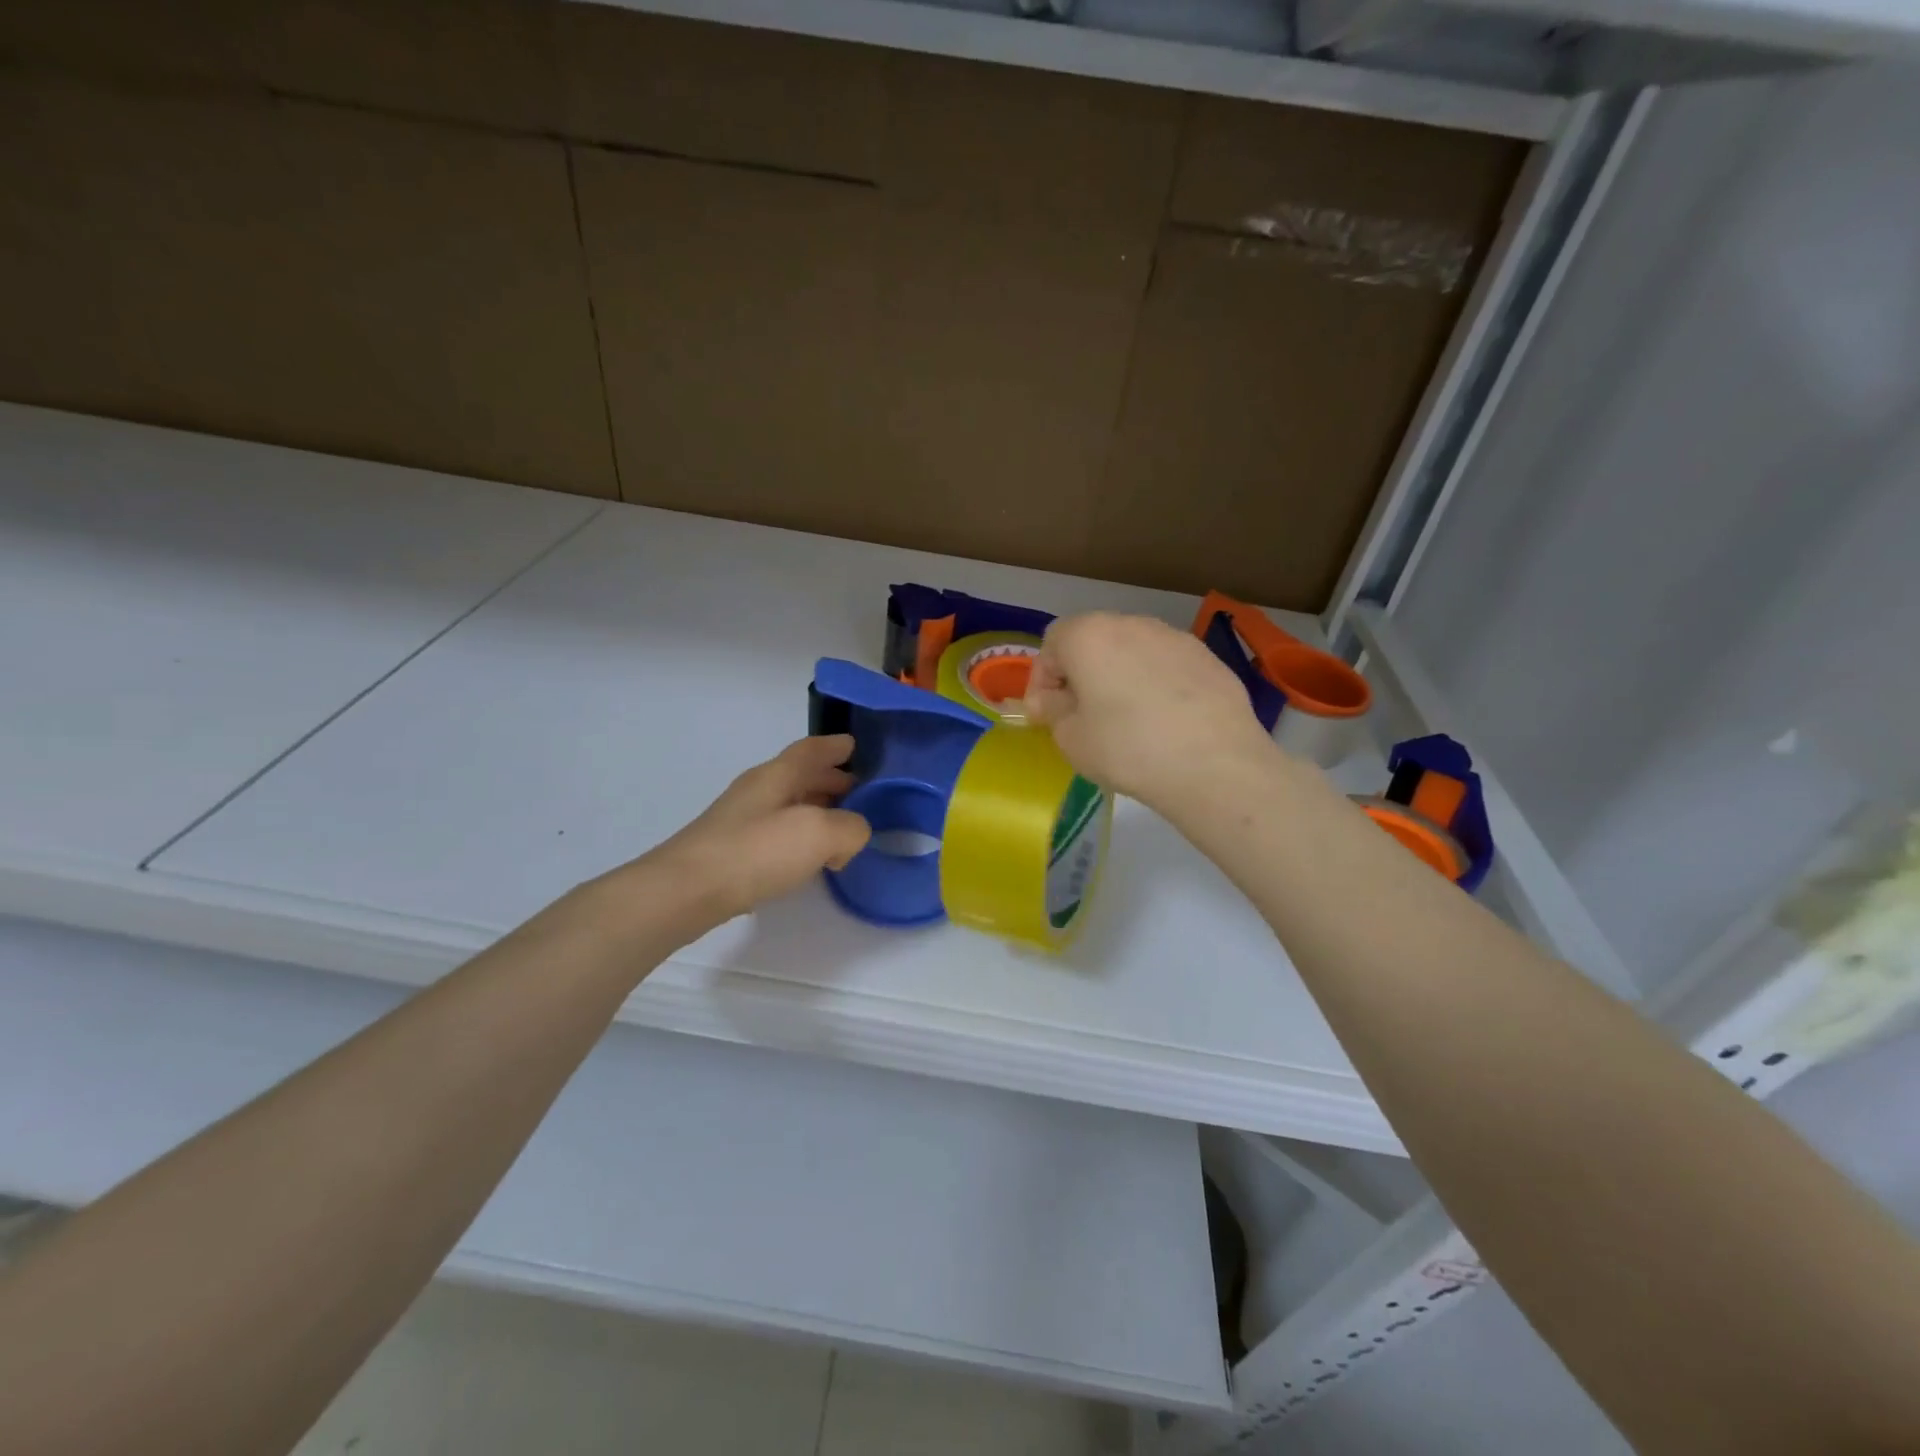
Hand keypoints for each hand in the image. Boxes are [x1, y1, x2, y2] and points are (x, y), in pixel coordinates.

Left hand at [642, 735, 870, 927]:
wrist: (686, 891)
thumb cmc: (755, 852)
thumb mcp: (819, 833)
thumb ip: (850, 828)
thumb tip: (852, 834)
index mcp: (777, 775)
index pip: (811, 750)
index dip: (835, 746)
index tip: (854, 746)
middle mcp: (759, 790)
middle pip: (801, 776)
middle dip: (831, 780)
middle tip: (860, 793)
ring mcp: (742, 820)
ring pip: (790, 805)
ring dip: (817, 810)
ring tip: (842, 827)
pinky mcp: (733, 850)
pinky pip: (777, 832)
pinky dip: (800, 837)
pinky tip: (809, 858)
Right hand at [1021, 613, 1274, 810]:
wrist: (1214, 764)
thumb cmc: (1126, 748)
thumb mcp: (1070, 738)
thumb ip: (1052, 710)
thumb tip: (1051, 700)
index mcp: (1090, 635)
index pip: (1052, 642)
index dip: (1043, 678)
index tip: (1047, 713)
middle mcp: (1132, 624)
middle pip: (1094, 641)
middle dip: (1082, 675)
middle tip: (1083, 717)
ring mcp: (1175, 637)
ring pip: (1133, 652)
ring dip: (1120, 678)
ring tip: (1127, 722)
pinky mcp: (1209, 658)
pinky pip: (1167, 667)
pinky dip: (1156, 687)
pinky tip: (1165, 724)